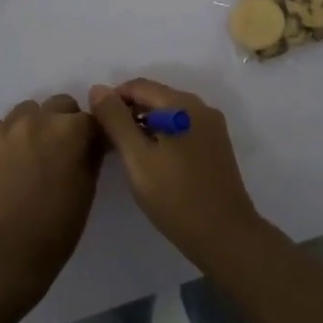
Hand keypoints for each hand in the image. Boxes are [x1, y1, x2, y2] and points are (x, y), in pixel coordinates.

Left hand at [0, 95, 101, 301]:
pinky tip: (8, 161)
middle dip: (63, 122)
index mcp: (72, 129)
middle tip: (59, 150)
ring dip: (34, 125)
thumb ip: (92, 154)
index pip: (90, 117)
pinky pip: (0, 126)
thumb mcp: (88, 187)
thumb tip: (92, 141)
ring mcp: (9, 127)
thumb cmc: (58, 224)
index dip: (91, 134)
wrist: (8, 250)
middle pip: (59, 105)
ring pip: (27, 110)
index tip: (88, 149)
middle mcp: (40, 118)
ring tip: (30, 153)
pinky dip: (7, 137)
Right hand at [88, 79, 262, 266]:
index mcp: (182, 104)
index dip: (113, 100)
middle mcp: (201, 107)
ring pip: (169, 114)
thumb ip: (115, 120)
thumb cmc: (175, 196)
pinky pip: (183, 129)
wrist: (225, 236)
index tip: (97, 126)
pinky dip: (163, 136)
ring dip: (145, 126)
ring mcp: (212, 127)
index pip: (138, 86)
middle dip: (129, 113)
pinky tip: (153, 162)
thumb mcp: (137, 158)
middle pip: (156, 97)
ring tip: (127, 154)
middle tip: (109, 142)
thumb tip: (98, 89)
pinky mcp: (217, 146)